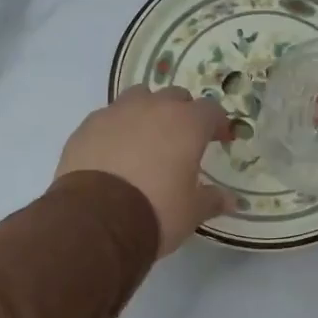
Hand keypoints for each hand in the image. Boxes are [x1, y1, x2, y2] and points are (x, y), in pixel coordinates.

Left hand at [56, 85, 232, 256]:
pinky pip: (107, 118)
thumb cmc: (156, 211)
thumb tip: (231, 200)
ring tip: (146, 138)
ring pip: (138, 98)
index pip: (210, 110)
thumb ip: (212, 200)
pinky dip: (116, 128)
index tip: (221, 139)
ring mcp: (116, 113)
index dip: (218, 123)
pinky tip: (114, 152)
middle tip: (183, 139)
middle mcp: (152, 108)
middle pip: (174, 97)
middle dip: (182, 113)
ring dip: (147, 112)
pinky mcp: (87, 127)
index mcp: (186, 124)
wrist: (96, 221)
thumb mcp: (192, 211)